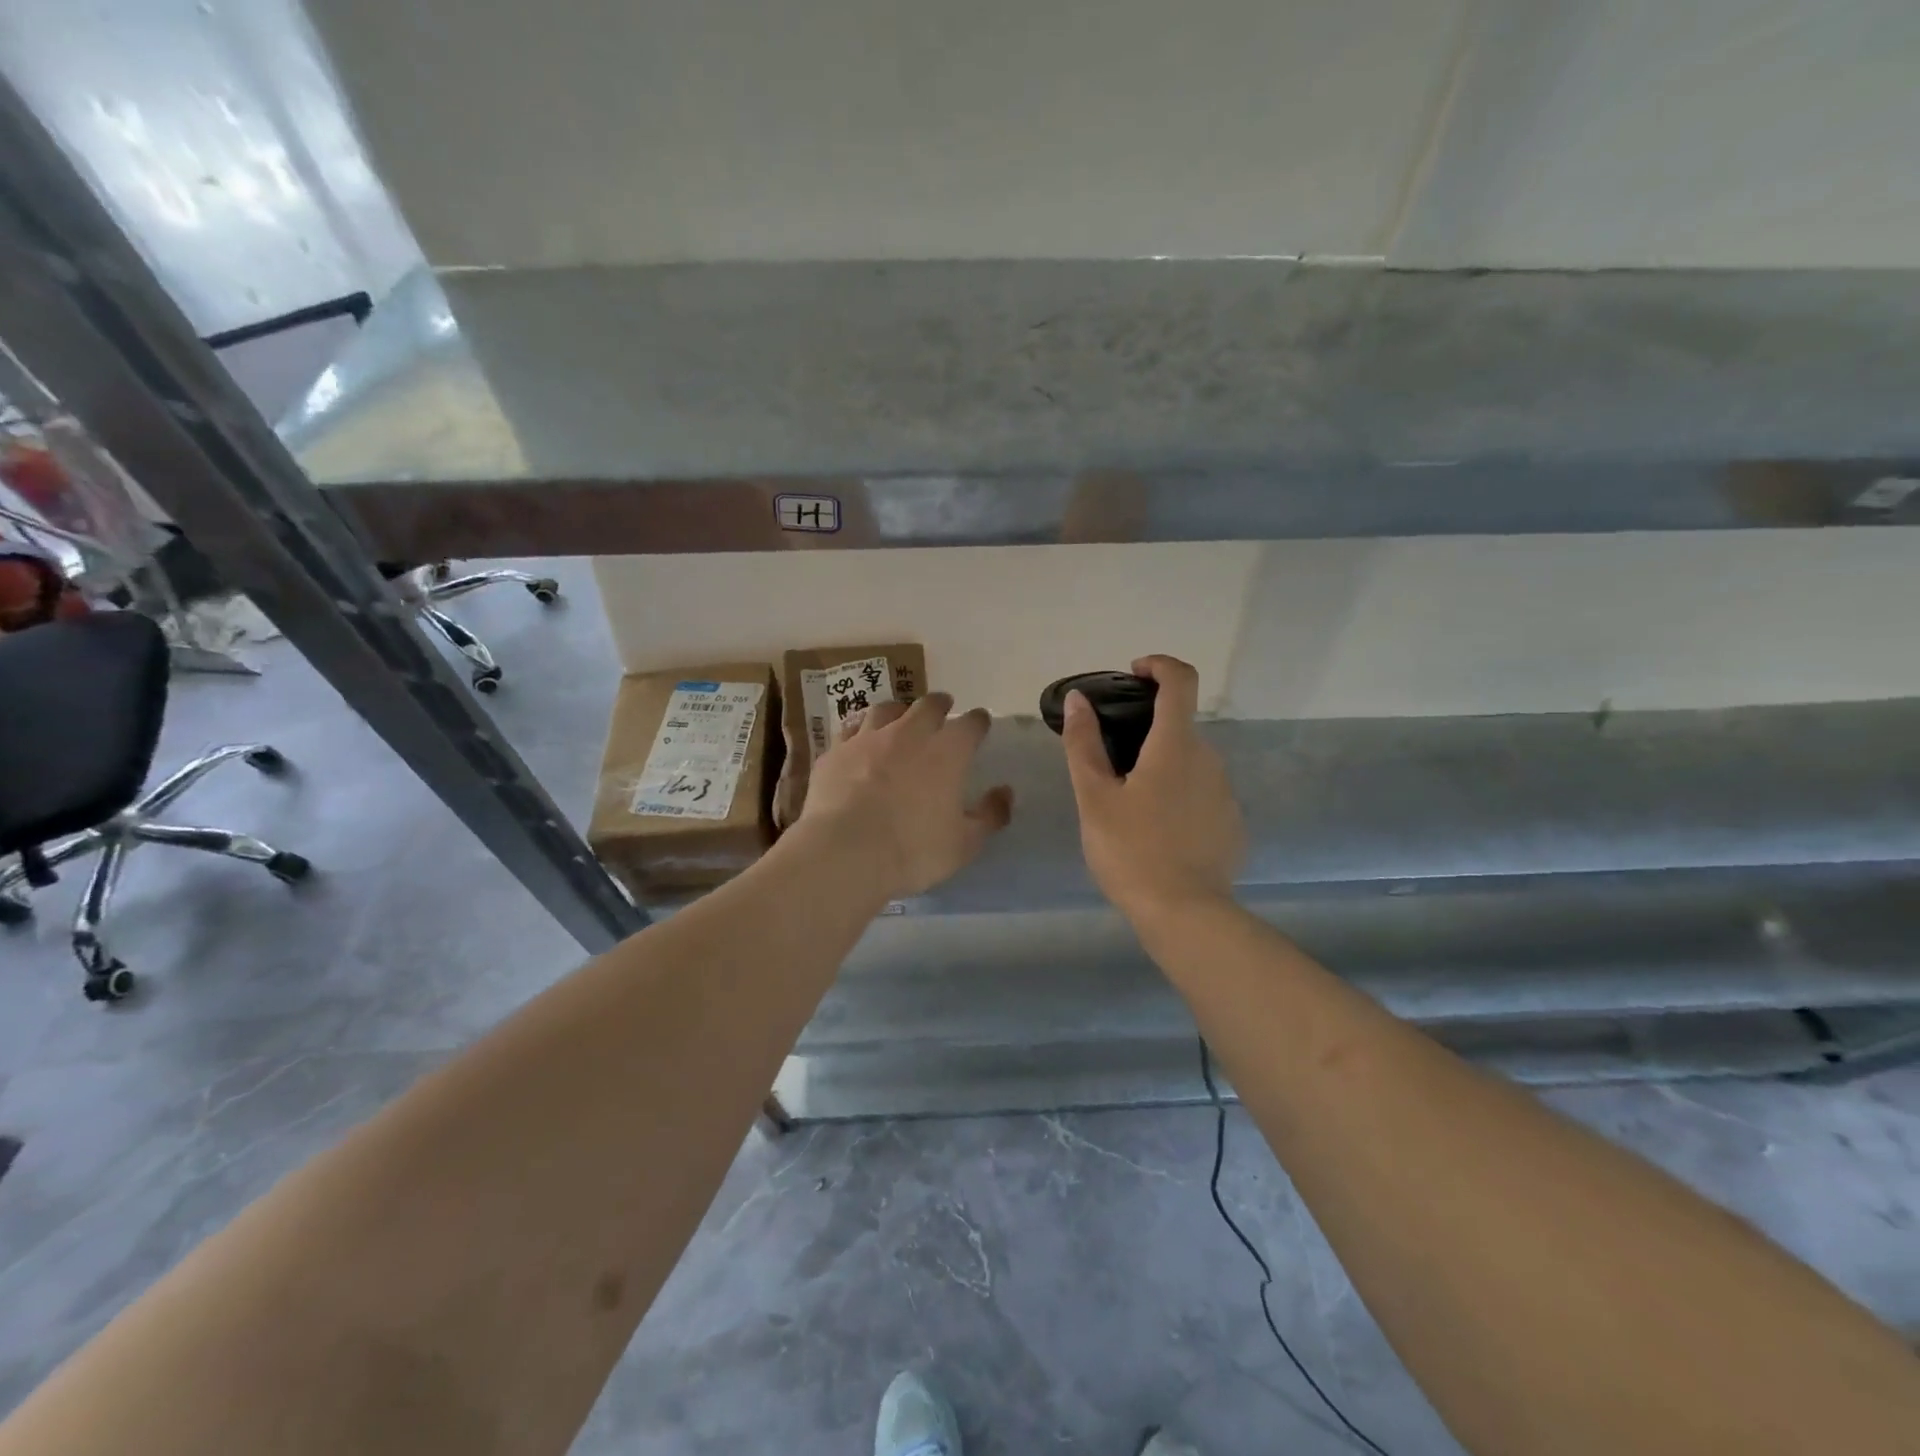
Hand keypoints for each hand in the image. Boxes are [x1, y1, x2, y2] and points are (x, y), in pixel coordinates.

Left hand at [800, 693, 1014, 899]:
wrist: (844, 851)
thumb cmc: (913, 850)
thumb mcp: (964, 844)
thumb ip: (990, 815)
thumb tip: (1005, 793)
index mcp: (947, 752)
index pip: (971, 724)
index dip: (978, 721)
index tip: (981, 723)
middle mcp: (909, 733)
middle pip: (928, 705)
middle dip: (939, 704)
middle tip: (943, 707)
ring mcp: (867, 739)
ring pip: (886, 710)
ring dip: (898, 710)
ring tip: (900, 716)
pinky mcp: (835, 752)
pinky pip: (850, 729)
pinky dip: (860, 731)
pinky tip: (858, 740)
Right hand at [1061, 655, 1245, 922]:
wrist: (1184, 913)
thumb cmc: (1131, 850)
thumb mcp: (1094, 797)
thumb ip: (1084, 743)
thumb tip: (1078, 699)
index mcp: (1176, 745)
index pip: (1180, 680)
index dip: (1158, 665)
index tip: (1133, 674)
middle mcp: (1209, 759)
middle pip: (1180, 725)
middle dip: (1147, 730)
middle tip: (1110, 761)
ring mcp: (1225, 792)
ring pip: (1190, 762)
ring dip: (1162, 765)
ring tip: (1128, 803)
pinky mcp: (1232, 823)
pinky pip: (1202, 793)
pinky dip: (1179, 795)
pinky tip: (1156, 830)